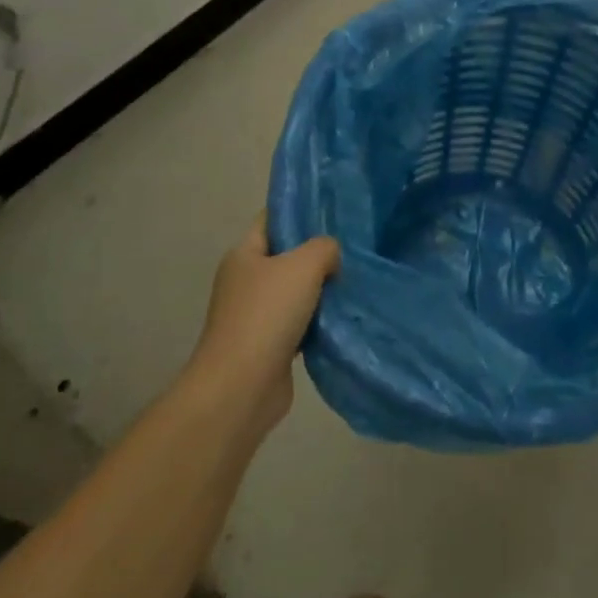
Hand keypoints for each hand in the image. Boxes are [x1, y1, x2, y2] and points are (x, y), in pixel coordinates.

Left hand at [187, 214, 339, 437]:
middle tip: (354, 247)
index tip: (335, 209)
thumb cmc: (267, 315)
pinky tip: (344, 316)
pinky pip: (300, 323)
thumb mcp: (303, 265)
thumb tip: (331, 257)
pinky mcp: (269, 345)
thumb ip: (324, 248)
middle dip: (318, 253)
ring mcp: (255, 315)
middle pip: (287, 256)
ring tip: (356, 280)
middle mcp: (246, 281)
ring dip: (322, 290)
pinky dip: (319, 321)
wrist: (241, 388)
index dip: (300, 211)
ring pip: (297, 292)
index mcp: (244, 254)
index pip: (273, 219)